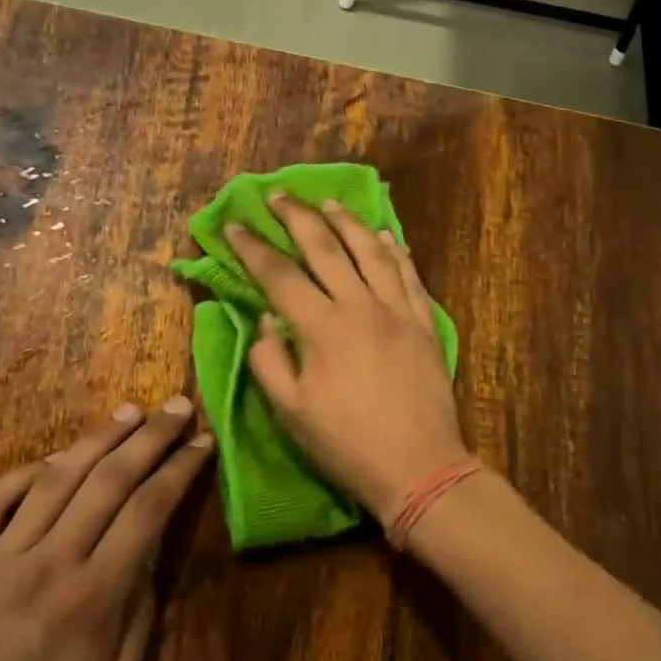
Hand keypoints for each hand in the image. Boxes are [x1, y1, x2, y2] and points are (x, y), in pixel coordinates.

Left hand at [0, 398, 213, 660]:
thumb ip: (141, 618)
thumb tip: (150, 561)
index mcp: (96, 595)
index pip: (149, 510)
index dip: (180, 471)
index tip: (203, 443)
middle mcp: (51, 561)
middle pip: (109, 481)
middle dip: (150, 438)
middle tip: (176, 407)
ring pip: (55, 480)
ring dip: (96, 440)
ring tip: (128, 412)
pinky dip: (24, 475)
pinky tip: (52, 461)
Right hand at [225, 194, 465, 524]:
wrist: (419, 465)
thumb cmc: (346, 444)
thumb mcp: (291, 412)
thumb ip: (270, 359)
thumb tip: (267, 319)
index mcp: (321, 327)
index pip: (279, 274)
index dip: (253, 248)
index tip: (235, 224)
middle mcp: (360, 306)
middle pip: (326, 248)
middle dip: (297, 217)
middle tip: (278, 195)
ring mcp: (398, 311)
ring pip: (372, 251)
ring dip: (347, 223)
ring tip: (328, 204)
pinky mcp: (425, 323)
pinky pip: (409, 275)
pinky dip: (395, 251)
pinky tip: (386, 237)